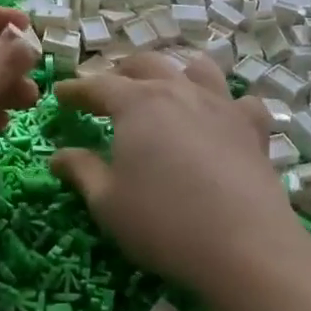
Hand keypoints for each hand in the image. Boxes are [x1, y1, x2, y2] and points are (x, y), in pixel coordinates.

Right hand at [49, 53, 306, 306]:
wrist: (245, 245)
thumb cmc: (163, 221)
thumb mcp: (107, 202)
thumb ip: (82, 171)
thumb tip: (58, 156)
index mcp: (137, 103)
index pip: (98, 85)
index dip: (76, 89)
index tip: (61, 95)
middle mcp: (178, 91)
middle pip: (146, 64)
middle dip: (121, 72)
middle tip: (107, 90)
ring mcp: (221, 105)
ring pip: (197, 69)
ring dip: (175, 73)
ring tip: (165, 88)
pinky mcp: (252, 129)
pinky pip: (241, 102)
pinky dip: (228, 104)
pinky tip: (223, 119)